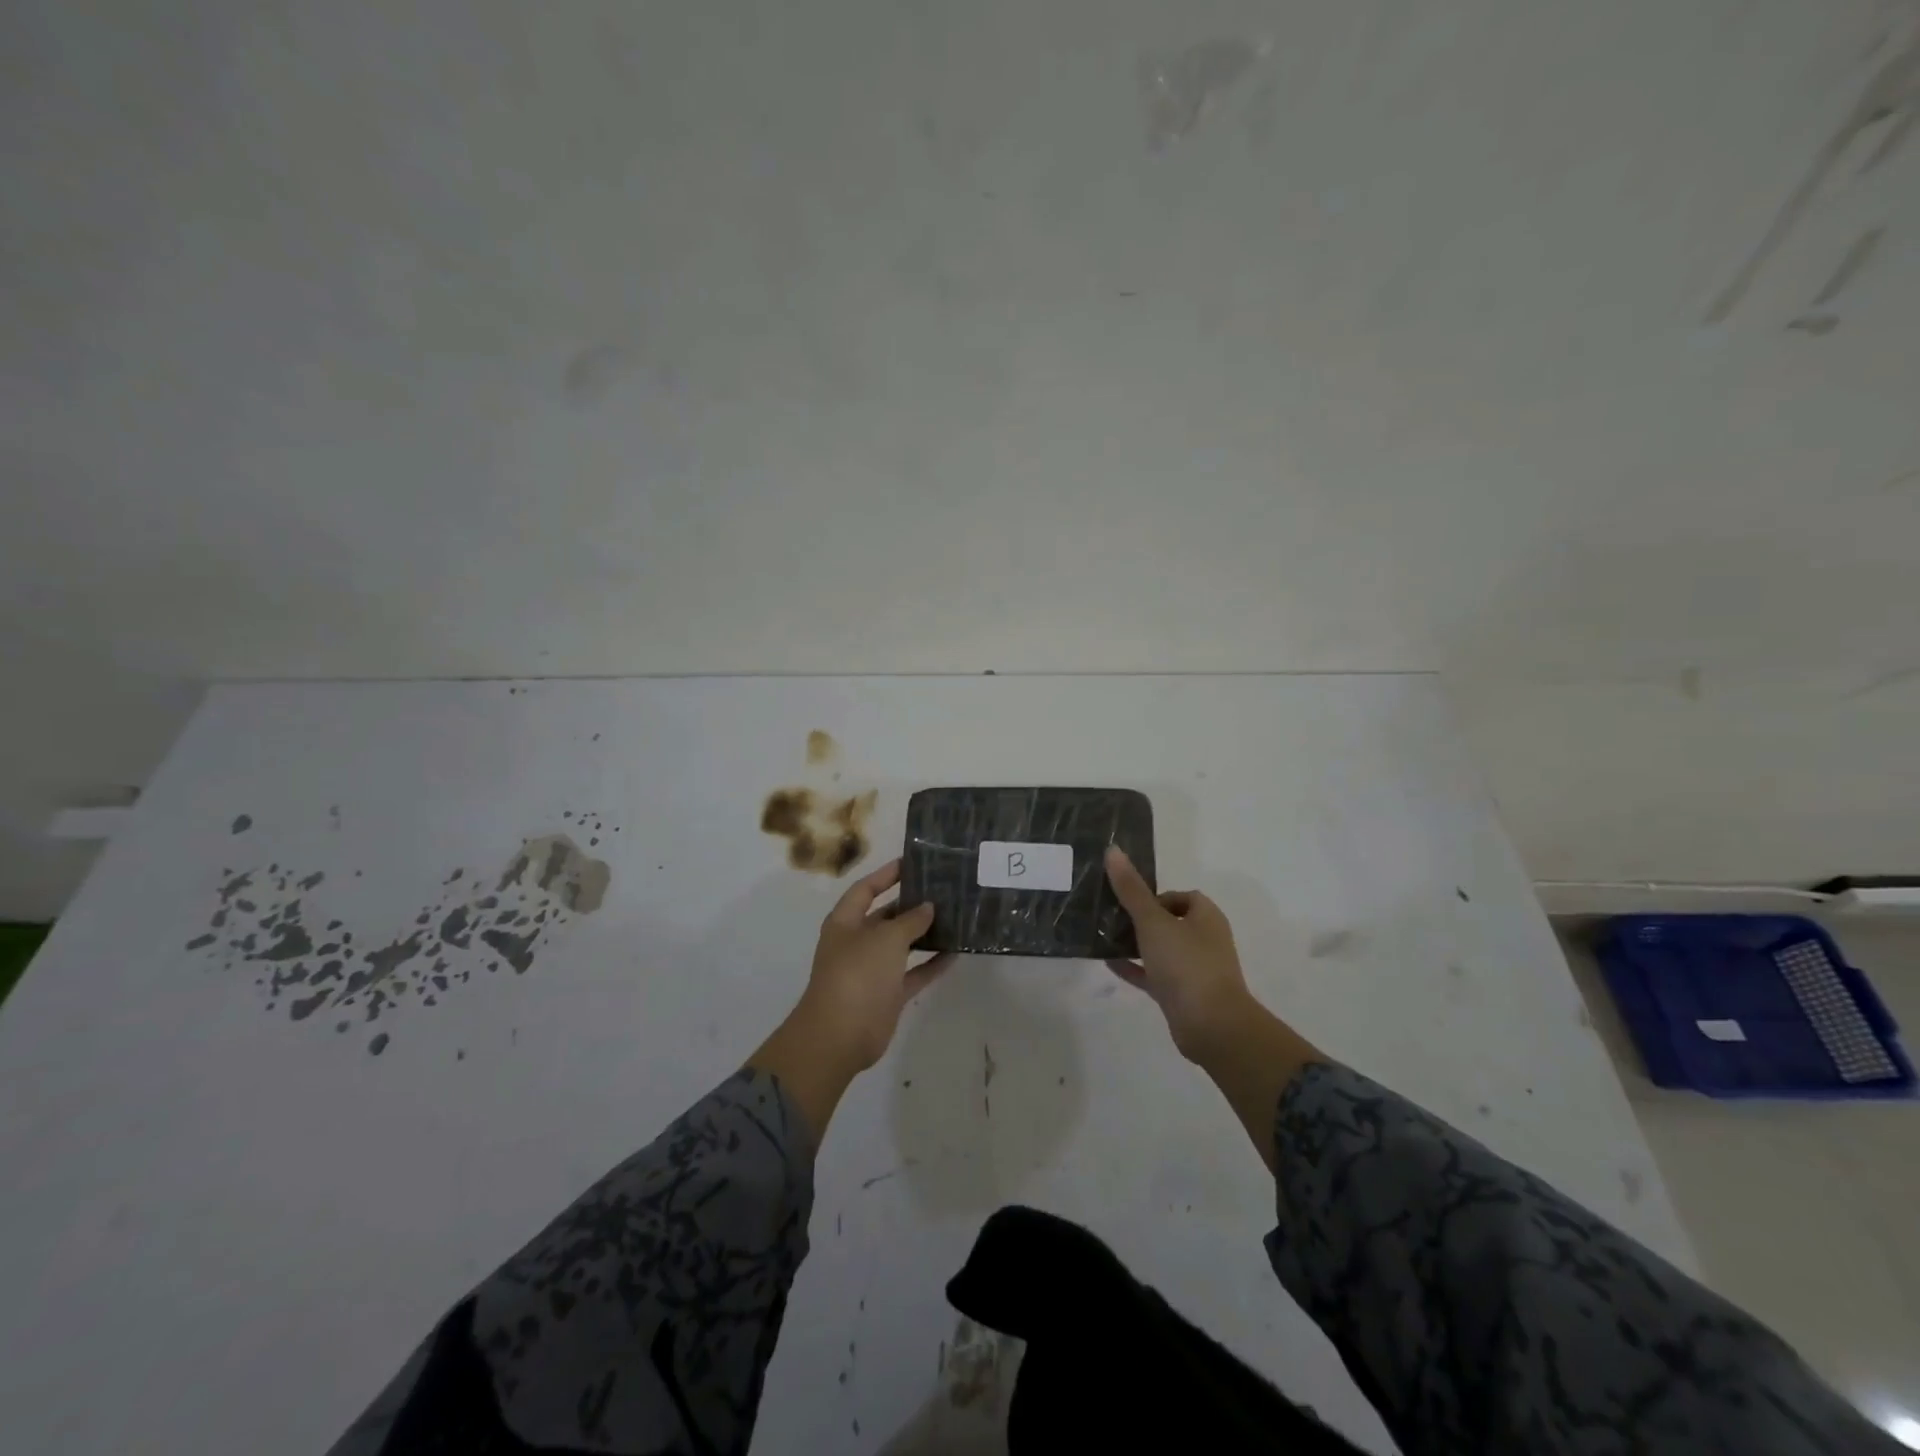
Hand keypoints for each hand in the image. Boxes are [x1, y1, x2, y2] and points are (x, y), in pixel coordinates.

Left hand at [793, 859, 952, 1073]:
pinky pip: (914, 973)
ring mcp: (873, 970)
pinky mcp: (888, 995)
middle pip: (886, 916)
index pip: (865, 889)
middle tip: (943, 890)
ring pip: (902, 946)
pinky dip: (932, 964)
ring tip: (954, 917)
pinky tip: (956, 953)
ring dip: (925, 934)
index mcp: (845, 922)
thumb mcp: (886, 938)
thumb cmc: (857, 973)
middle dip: (911, 904)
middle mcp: (857, 942)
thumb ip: (910, 920)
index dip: (886, 875)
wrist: (840, 1035)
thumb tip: (927, 907)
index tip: (912, 863)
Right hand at [1104, 845, 1256, 1063]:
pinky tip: (1109, 963)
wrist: (1211, 1026)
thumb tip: (1113, 850)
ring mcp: (1195, 970)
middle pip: (1169, 922)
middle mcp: (1204, 940)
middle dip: (1141, 919)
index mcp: (1206, 918)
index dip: (1155, 896)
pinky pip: (1155, 975)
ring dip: (1136, 943)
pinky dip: (1135, 968)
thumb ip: (1131, 889)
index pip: (1181, 896)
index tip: (1130, 902)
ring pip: (1161, 949)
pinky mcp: (1183, 995)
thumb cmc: (1186, 964)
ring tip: (1103, 938)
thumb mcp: (1153, 922)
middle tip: (1110, 917)